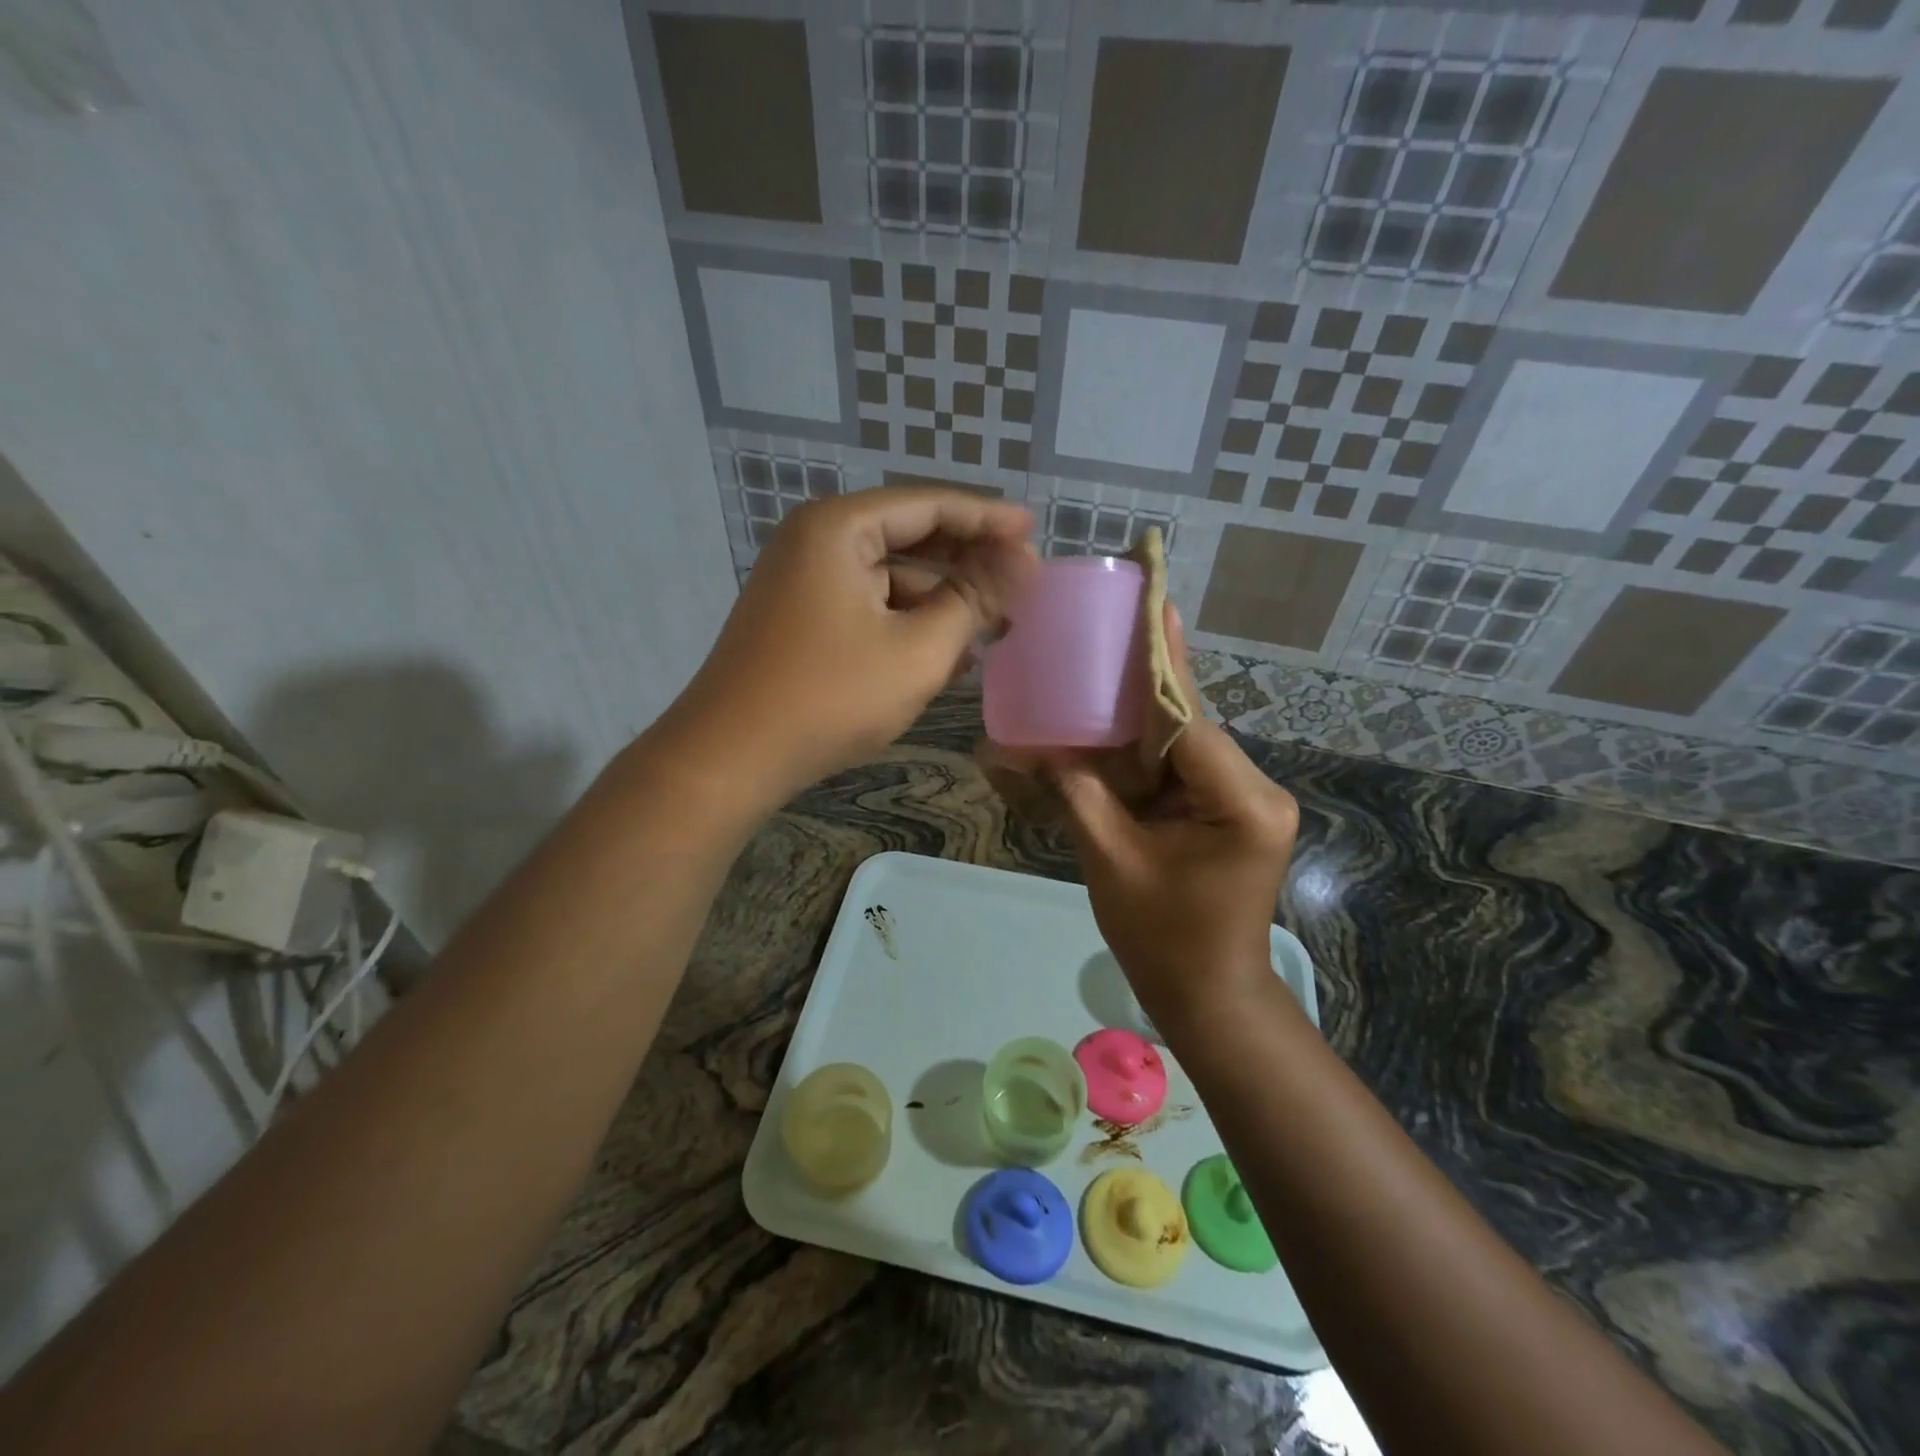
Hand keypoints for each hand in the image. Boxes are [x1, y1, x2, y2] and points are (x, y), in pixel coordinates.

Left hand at [666, 486, 1034, 804]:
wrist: (731, 757)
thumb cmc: (831, 696)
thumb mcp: (919, 649)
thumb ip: (974, 599)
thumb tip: (1022, 563)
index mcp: (840, 528)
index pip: (930, 504)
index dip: (988, 518)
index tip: (1034, 532)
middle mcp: (816, 540)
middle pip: (909, 536)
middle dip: (967, 561)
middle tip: (1020, 580)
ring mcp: (803, 580)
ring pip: (890, 576)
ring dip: (941, 598)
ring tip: (994, 626)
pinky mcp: (800, 618)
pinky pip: (868, 605)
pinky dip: (908, 621)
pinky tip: (949, 652)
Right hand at [1052, 612, 1298, 1032]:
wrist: (1209, 997)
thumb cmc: (1163, 939)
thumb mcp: (1111, 860)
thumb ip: (1077, 792)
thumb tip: (1027, 745)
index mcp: (1242, 801)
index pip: (1188, 721)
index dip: (1159, 666)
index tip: (1150, 605)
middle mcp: (1256, 789)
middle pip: (1188, 724)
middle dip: (1144, 684)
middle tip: (1114, 627)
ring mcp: (1246, 800)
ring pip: (1182, 743)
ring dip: (1138, 720)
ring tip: (1100, 668)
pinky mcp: (1229, 811)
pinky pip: (1180, 769)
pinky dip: (1143, 754)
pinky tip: (1109, 729)